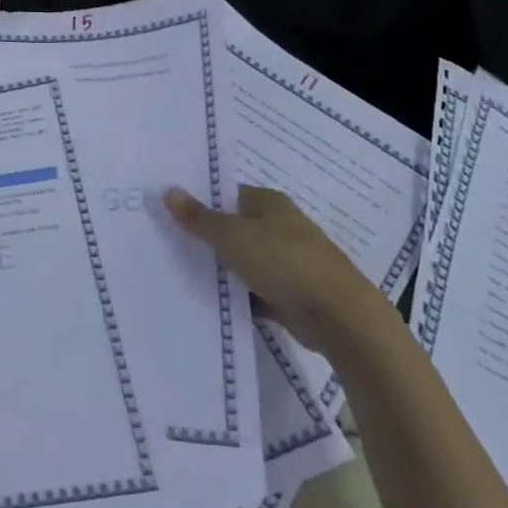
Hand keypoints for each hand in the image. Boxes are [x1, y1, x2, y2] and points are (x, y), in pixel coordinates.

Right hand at [164, 184, 391, 351]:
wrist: (340, 317)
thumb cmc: (284, 262)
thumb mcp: (231, 236)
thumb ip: (198, 217)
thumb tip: (168, 190)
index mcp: (269, 203)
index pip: (227, 194)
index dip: (200, 201)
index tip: (170, 212)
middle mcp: (280, 226)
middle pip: (235, 227)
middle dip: (207, 237)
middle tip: (169, 243)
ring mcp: (289, 261)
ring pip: (245, 261)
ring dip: (222, 269)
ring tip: (181, 272)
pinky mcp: (293, 294)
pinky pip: (256, 291)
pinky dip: (239, 296)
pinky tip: (211, 303)